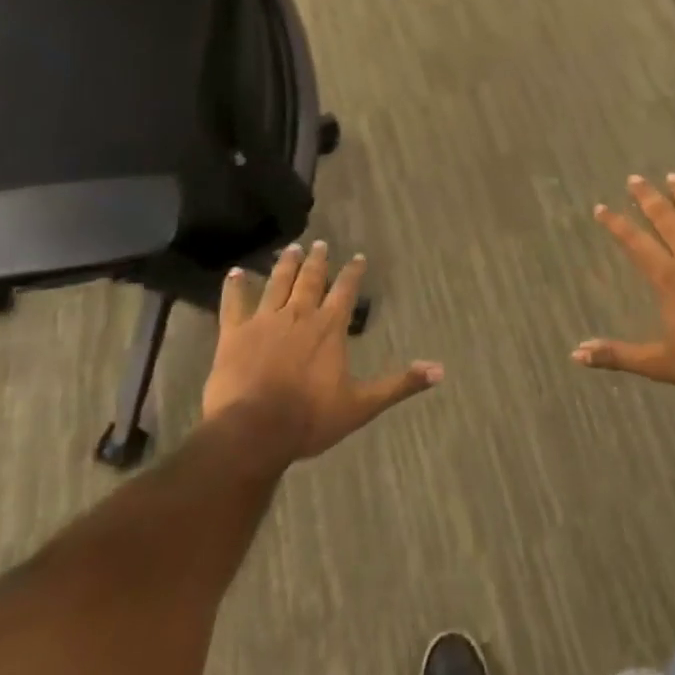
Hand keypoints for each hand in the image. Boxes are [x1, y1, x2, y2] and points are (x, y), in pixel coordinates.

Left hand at [202, 241, 441, 460]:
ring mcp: (265, 321)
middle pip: (310, 280)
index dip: (352, 273)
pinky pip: (234, 303)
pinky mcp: (234, 334)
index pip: (345, 291)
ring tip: (290, 248)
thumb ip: (399, 384)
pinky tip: (235, 272)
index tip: (357, 257)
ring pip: (277, 283)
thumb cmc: (309, 418)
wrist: (252, 432)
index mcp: (329, 328)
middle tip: (319, 243)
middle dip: (317, 261)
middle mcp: (299, 315)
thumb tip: (439, 370)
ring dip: (285, 264)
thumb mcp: (362, 405)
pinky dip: (235, 286)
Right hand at [574, 174, 674, 396]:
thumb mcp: (662, 364)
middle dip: (647, 198)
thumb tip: (577, 353)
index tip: (601, 207)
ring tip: (672, 177)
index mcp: (669, 279)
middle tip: (635, 178)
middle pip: (665, 219)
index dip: (616, 224)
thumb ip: (620, 355)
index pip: (635, 244)